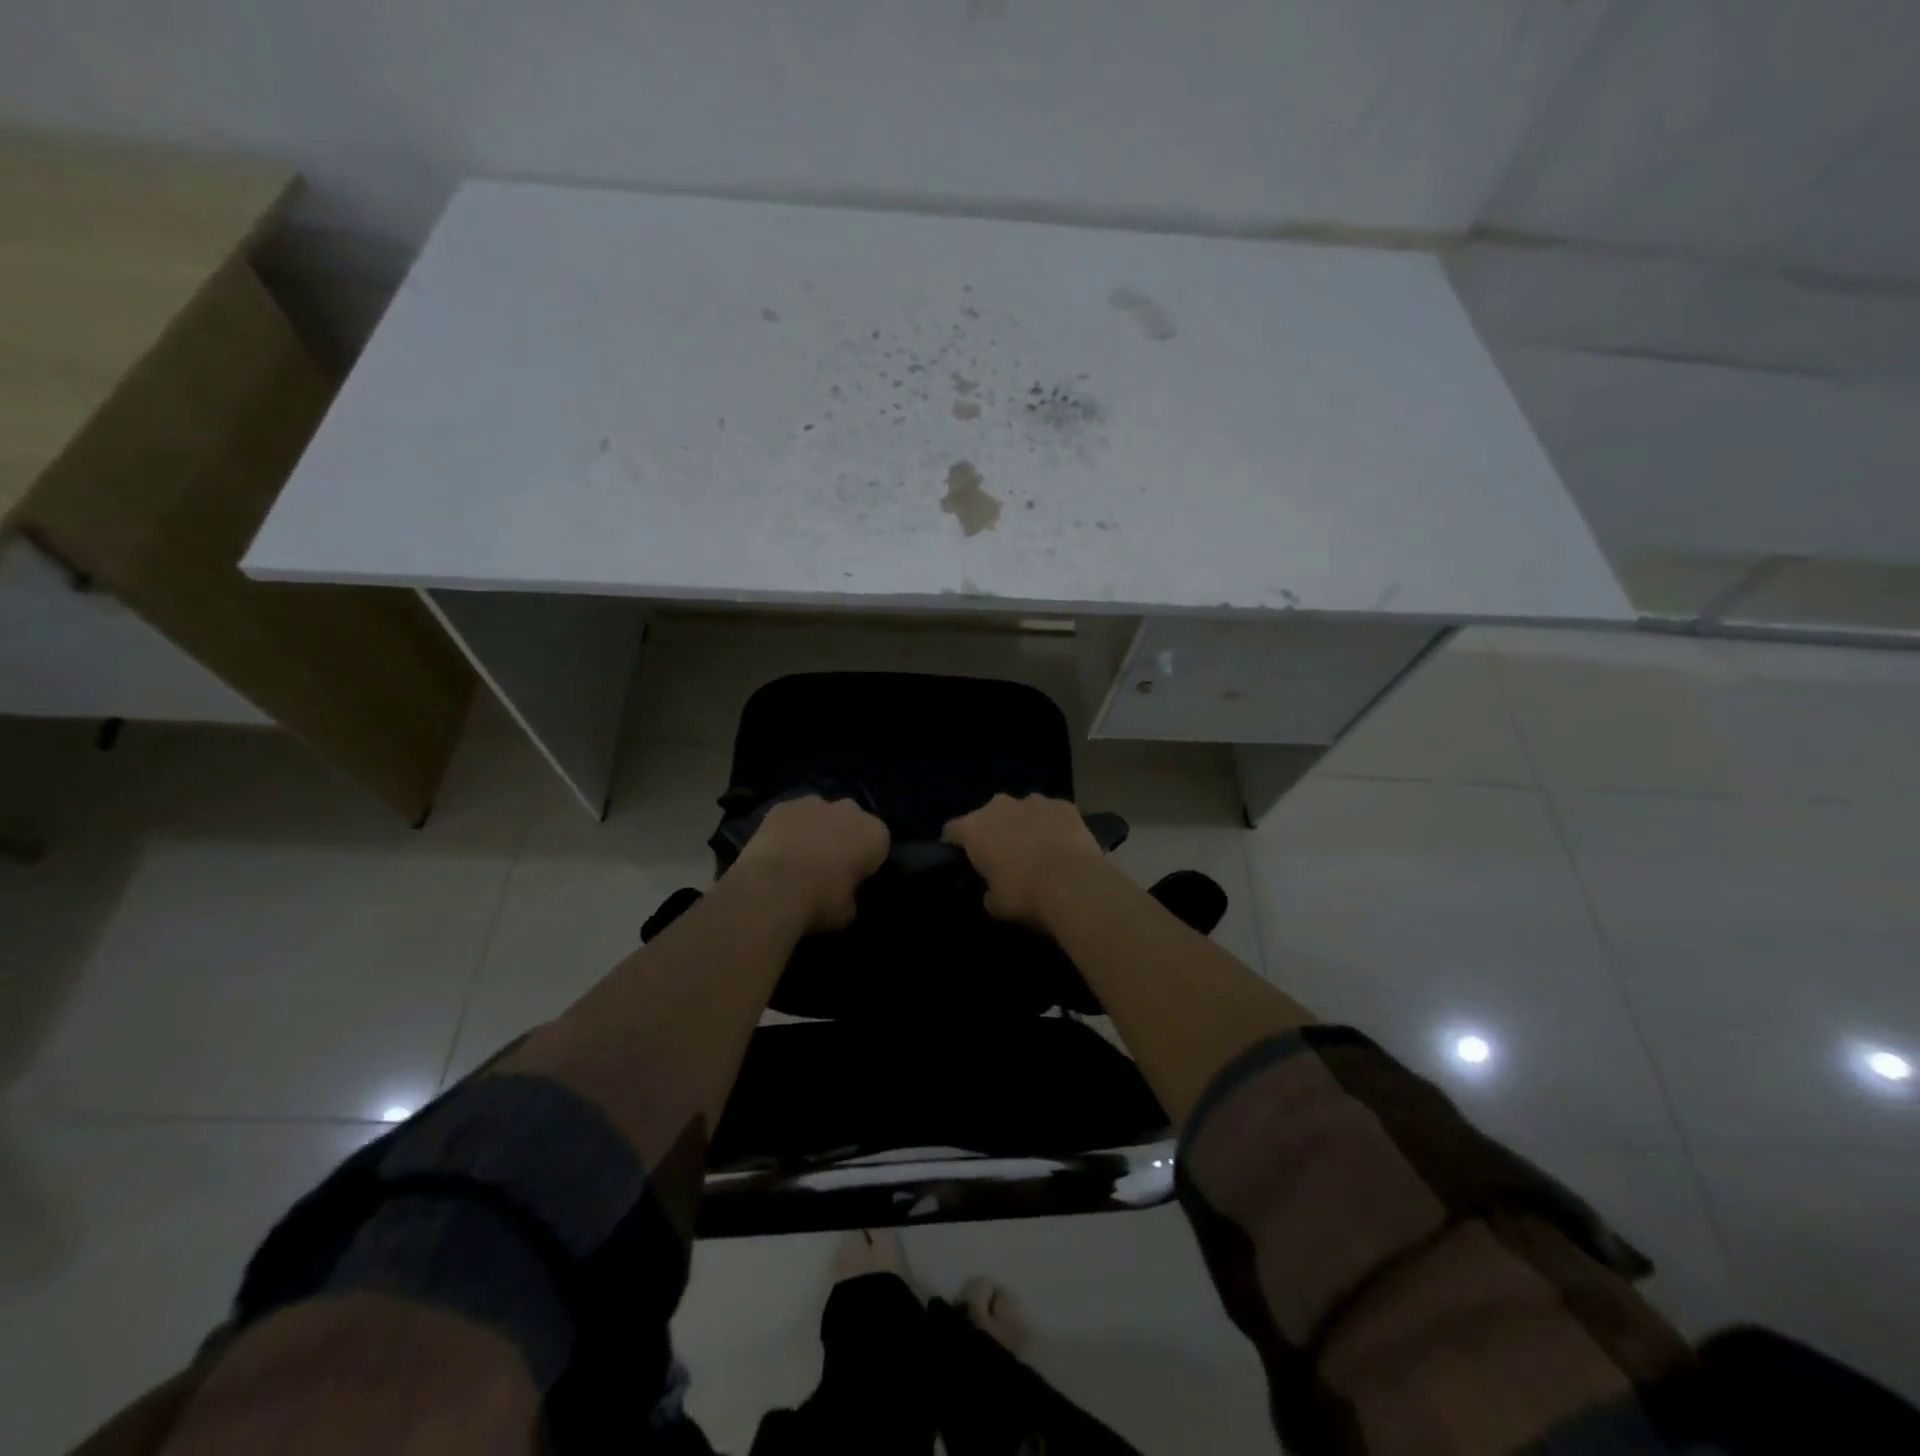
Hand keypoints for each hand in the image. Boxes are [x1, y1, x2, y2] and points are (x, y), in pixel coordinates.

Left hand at [730, 795, 889, 931]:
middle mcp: (850, 810)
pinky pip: (792, 816)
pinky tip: (777, 850)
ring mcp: (815, 803)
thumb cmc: (820, 901)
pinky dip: (788, 828)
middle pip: (851, 821)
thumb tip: (843, 894)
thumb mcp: (847, 911)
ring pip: (821, 814)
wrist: (773, 888)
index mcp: (874, 834)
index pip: (878, 844)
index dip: (866, 861)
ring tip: (799, 856)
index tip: (854, 877)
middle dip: (843, 837)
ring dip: (816, 829)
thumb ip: (851, 894)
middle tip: (828, 865)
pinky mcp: (783, 805)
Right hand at [942, 793, 1109, 927]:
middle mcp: (1000, 806)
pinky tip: (1063, 844)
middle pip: (989, 815)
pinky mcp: (1064, 805)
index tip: (960, 856)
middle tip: (1004, 855)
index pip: (952, 830)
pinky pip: (1052, 813)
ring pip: (1022, 810)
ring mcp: (1034, 801)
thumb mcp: (996, 904)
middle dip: (994, 830)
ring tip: (1037, 848)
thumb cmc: (1024, 894)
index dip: (954, 843)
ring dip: (1025, 824)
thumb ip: (988, 891)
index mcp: (975, 828)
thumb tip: (992, 890)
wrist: (1073, 884)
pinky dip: (1053, 824)